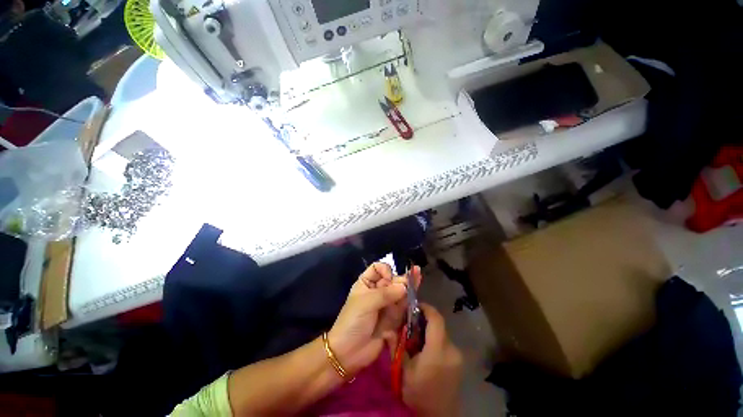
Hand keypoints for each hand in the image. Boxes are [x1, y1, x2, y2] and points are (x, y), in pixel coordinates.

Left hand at [328, 263, 421, 375]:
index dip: (385, 270)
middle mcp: (376, 291)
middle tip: (413, 278)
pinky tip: (416, 293)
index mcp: (366, 283)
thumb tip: (404, 286)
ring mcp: (385, 305)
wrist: (349, 352)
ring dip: (408, 287)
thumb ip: (386, 294)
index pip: (378, 269)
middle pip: (391, 280)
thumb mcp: (367, 303)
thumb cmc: (353, 321)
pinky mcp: (392, 318)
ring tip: (419, 277)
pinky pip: (402, 307)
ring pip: (398, 293)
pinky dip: (409, 301)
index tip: (389, 278)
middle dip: (401, 279)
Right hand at [402, 304, 462, 416]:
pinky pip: (445, 342)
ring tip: (415, 337)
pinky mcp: (458, 360)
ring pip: (441, 333)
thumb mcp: (403, 372)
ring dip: (428, 330)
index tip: (414, 306)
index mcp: (438, 351)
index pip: (436, 319)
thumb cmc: (419, 395)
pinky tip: (424, 349)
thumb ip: (395, 347)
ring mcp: (457, 355)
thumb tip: (386, 329)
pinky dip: (434, 339)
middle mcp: (451, 349)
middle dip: (424, 319)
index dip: (426, 308)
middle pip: (438, 324)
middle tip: (409, 323)